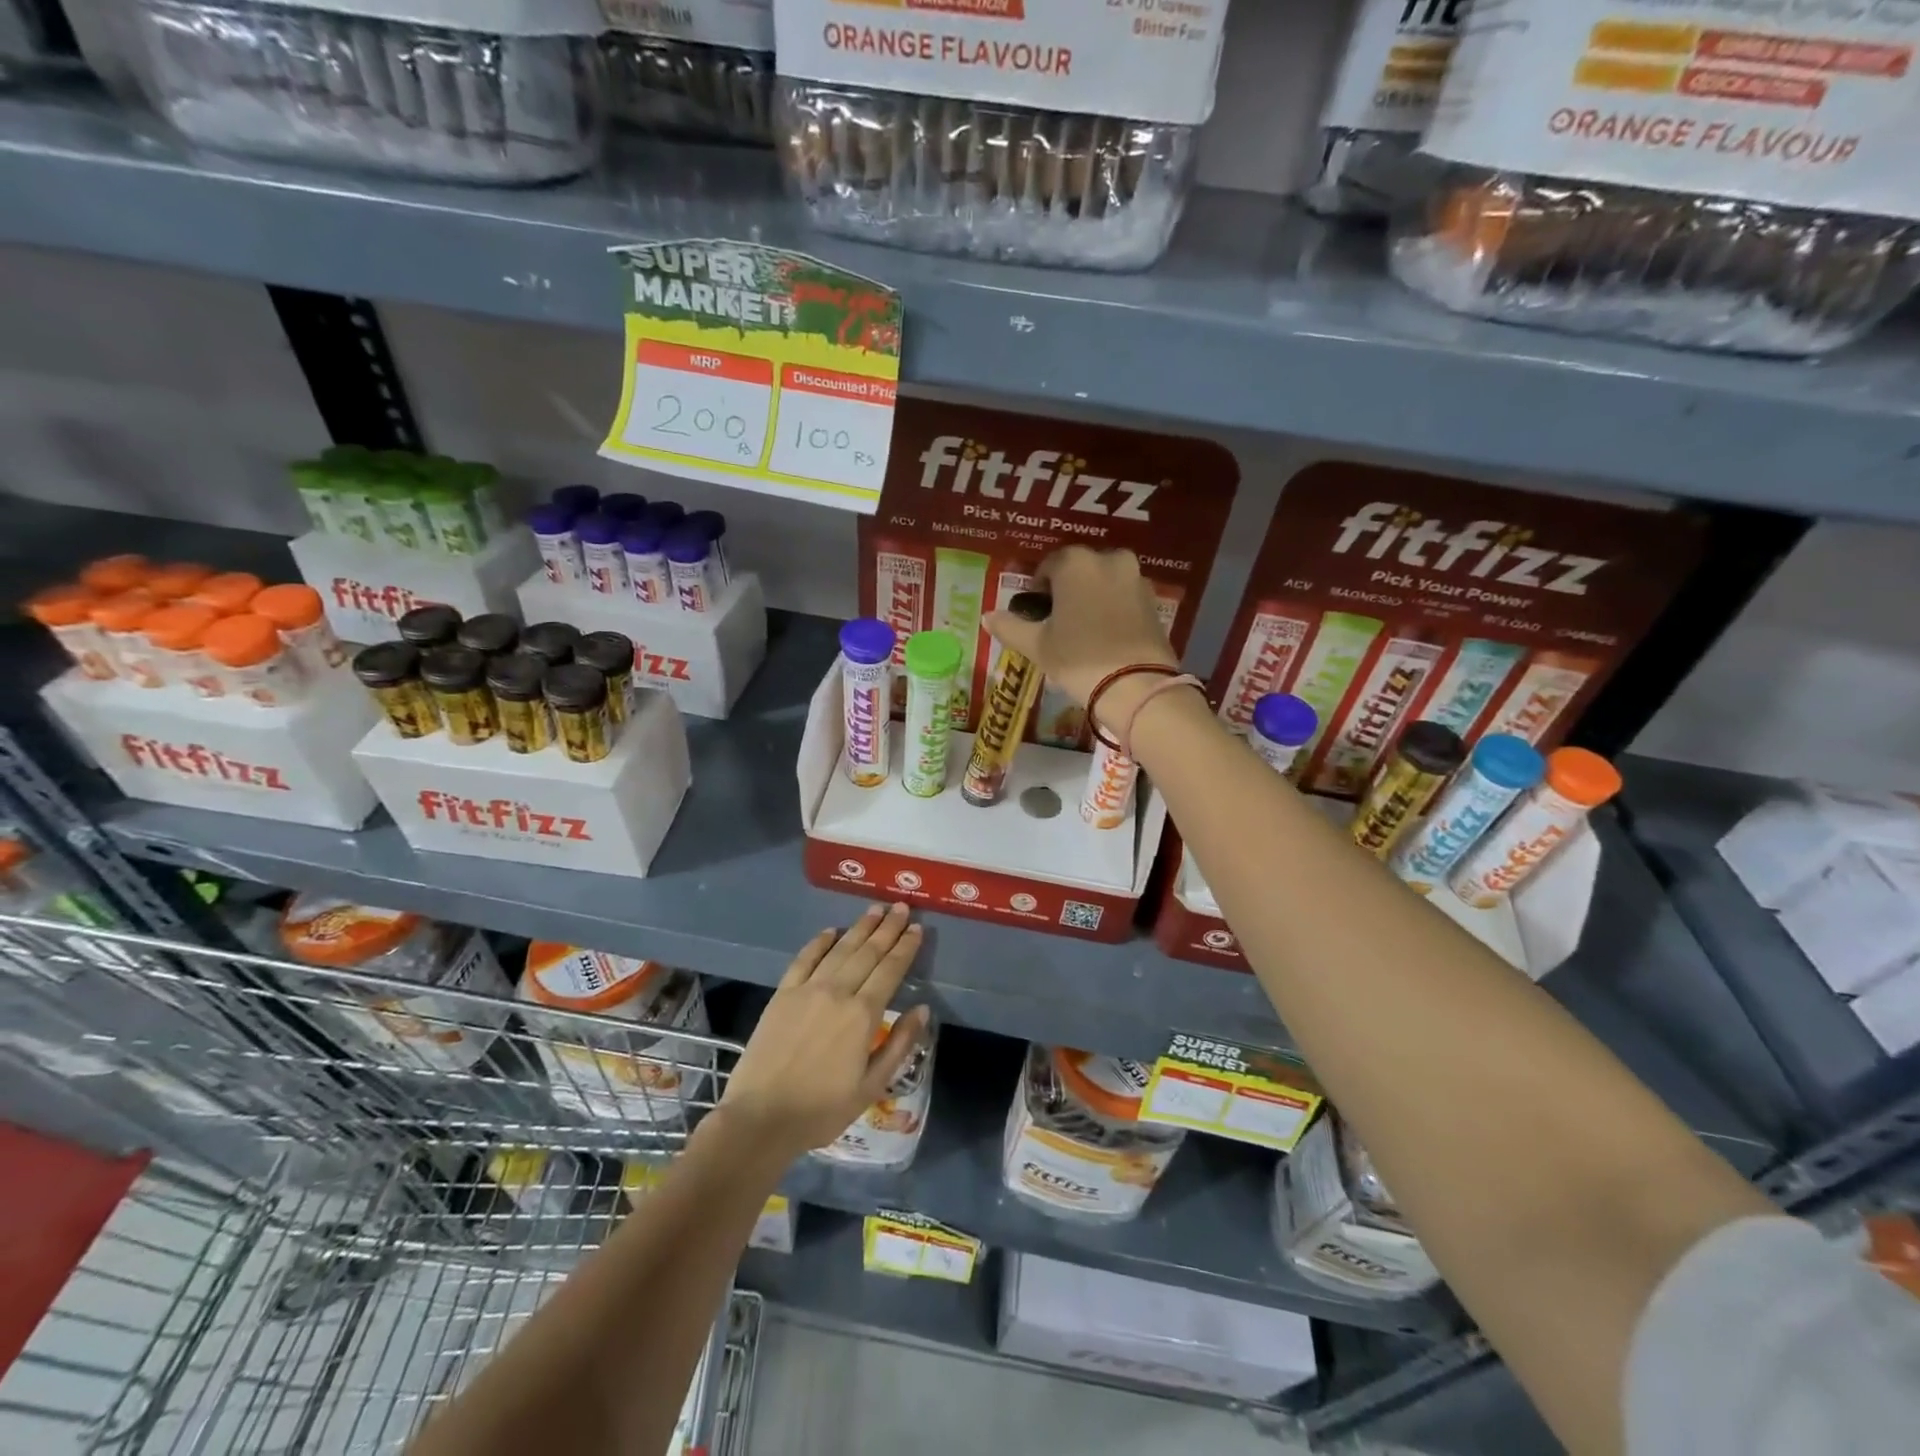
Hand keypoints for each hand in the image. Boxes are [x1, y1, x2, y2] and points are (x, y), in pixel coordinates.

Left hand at [717, 903, 930, 1161]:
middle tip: (901, 907)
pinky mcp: (783, 994)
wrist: (761, 1118)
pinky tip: (831, 931)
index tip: (917, 928)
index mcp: (863, 1015)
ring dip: (860, 928)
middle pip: (868, 952)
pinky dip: (819, 942)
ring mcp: (807, 989)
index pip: (890, 970)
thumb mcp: (871, 1086)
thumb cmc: (822, 1109)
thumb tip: (922, 1009)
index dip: (905, 947)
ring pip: (840, 949)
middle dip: (887, 928)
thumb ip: (899, 1044)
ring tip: (875, 909)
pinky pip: (804, 959)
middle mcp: (838, 992)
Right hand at [983, 547, 1175, 710]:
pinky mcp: (1154, 600)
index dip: (1038, 590)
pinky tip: (1105, 636)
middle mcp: (1108, 559)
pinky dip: (1113, 609)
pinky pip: (1124, 597)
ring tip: (1082, 630)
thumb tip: (988, 616)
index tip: (1036, 614)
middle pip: (1079, 571)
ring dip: (1091, 598)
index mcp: (1075, 563)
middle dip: (1067, 590)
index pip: (1048, 567)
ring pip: (1104, 582)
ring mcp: (1135, 578)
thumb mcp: (1037, 645)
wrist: (1137, 686)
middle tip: (1058, 622)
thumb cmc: (1079, 659)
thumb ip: (1010, 626)